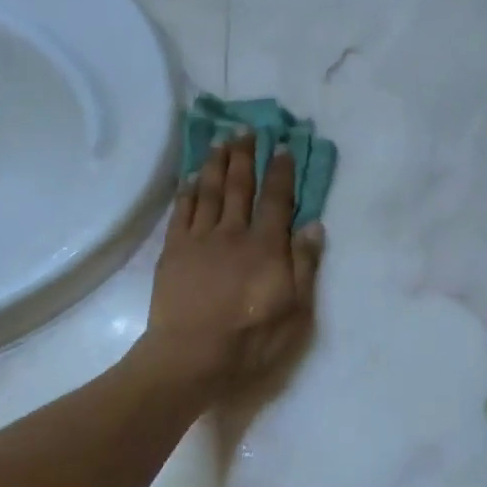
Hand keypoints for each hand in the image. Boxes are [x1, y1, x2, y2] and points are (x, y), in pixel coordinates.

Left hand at [141, 133, 324, 394]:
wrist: (191, 357)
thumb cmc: (250, 341)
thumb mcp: (295, 312)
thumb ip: (305, 266)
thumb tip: (313, 225)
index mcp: (266, 247)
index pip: (277, 200)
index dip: (281, 172)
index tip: (283, 147)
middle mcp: (233, 233)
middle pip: (240, 187)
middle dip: (245, 156)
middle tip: (247, 130)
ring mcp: (199, 240)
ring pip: (210, 192)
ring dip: (216, 164)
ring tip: (221, 141)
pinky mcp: (173, 252)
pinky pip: (181, 212)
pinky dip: (188, 192)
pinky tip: (191, 178)